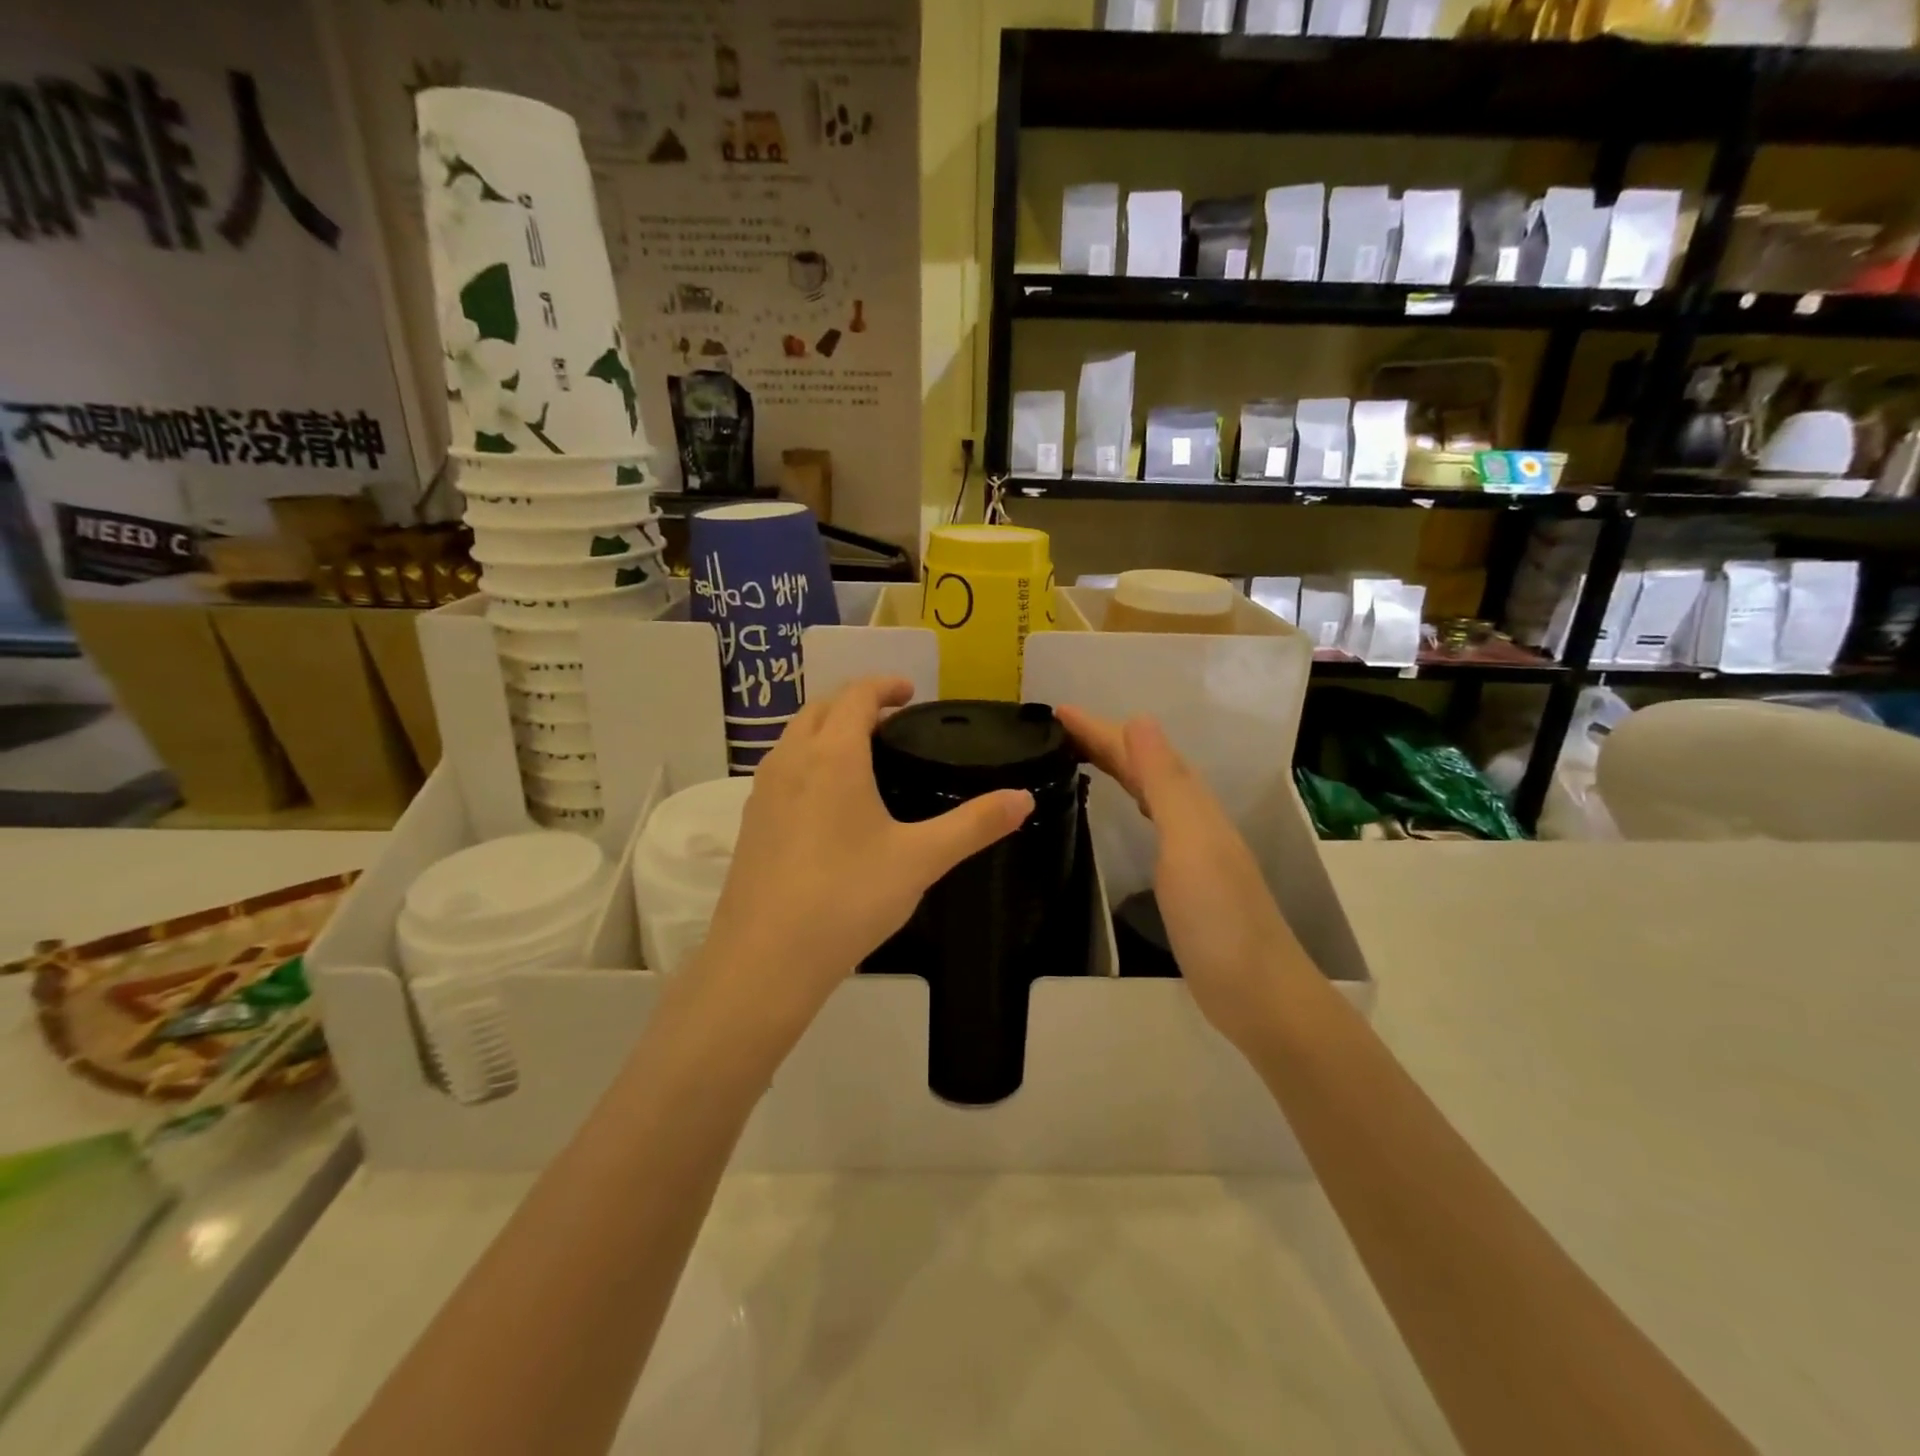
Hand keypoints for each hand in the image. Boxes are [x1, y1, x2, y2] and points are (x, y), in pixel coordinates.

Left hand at [697, 677, 1033, 1038]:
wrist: (766, 958)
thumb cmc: (848, 897)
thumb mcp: (921, 859)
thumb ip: (975, 824)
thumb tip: (1023, 798)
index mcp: (833, 755)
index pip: (856, 695)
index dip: (884, 685)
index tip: (910, 691)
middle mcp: (791, 760)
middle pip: (821, 709)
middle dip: (855, 703)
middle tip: (891, 720)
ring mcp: (763, 791)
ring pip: (795, 738)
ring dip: (827, 730)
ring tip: (862, 755)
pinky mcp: (750, 823)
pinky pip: (782, 770)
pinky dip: (808, 761)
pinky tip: (828, 802)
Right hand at [1056, 706, 1306, 1050]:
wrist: (1256, 992)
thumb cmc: (1218, 916)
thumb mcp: (1189, 841)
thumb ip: (1165, 782)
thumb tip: (1139, 719)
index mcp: (1190, 804)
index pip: (1139, 751)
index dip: (1100, 730)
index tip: (1057, 712)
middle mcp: (1192, 818)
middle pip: (1144, 766)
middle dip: (1104, 741)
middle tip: (1057, 729)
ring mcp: (1190, 849)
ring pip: (1148, 790)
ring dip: (1117, 766)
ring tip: (1081, 756)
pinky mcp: (1183, 878)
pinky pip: (1151, 819)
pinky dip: (1131, 799)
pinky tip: (1125, 808)